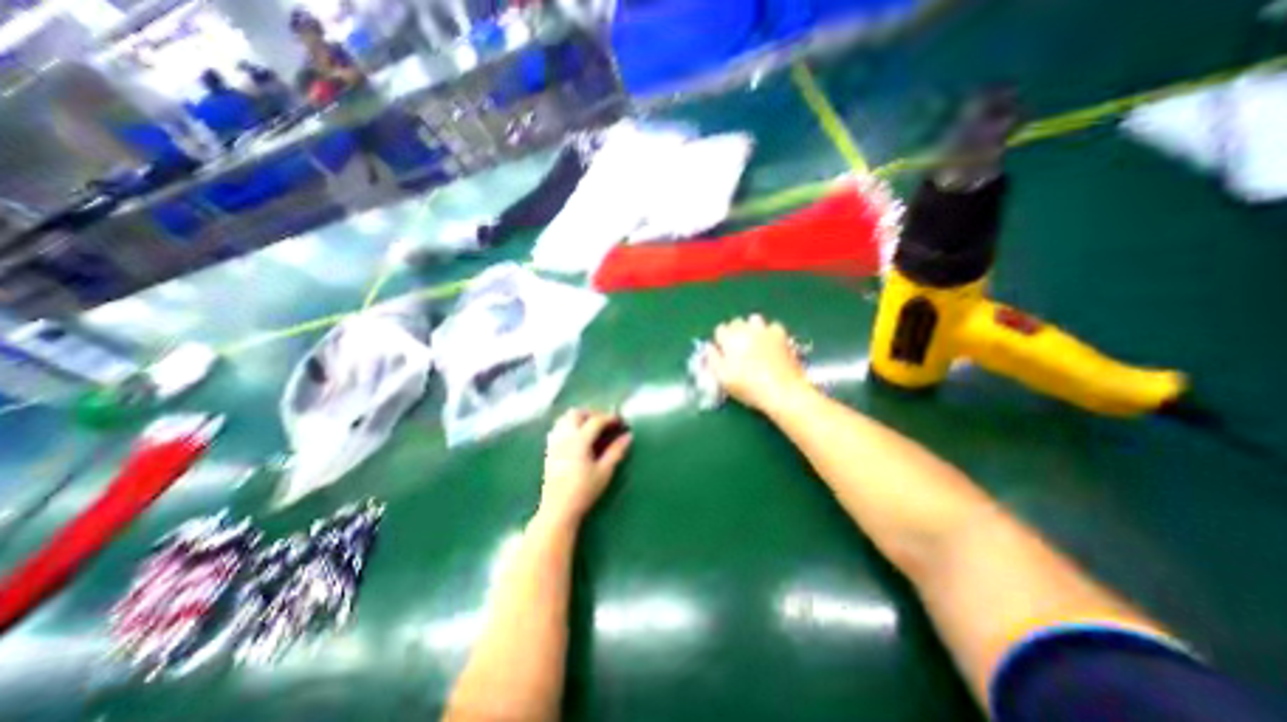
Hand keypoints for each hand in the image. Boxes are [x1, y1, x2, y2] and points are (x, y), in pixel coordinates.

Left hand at [540, 412, 631, 522]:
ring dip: (579, 417)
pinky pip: (558, 427)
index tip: (621, 421)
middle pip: (577, 413)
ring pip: (565, 418)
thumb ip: (616, 451)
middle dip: (593, 413)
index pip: (596, 420)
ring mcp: (555, 442)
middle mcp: (565, 436)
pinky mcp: (549, 449)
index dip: (610, 418)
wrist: (558, 509)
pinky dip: (569, 424)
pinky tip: (577, 436)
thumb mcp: (604, 471)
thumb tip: (628, 436)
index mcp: (579, 440)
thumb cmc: (584, 491)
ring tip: (592, 427)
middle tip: (606, 422)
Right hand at [700, 315, 807, 410]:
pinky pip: (772, 327)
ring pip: (754, 320)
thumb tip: (709, 347)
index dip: (721, 341)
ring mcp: (766, 330)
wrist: (783, 390)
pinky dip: (770, 333)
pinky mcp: (782, 335)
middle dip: (735, 332)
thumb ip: (713, 359)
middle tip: (738, 349)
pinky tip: (771, 345)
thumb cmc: (749, 387)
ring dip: (752, 328)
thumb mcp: (723, 378)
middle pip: (736, 322)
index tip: (723, 353)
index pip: (720, 329)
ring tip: (754, 343)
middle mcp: (747, 329)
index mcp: (730, 339)